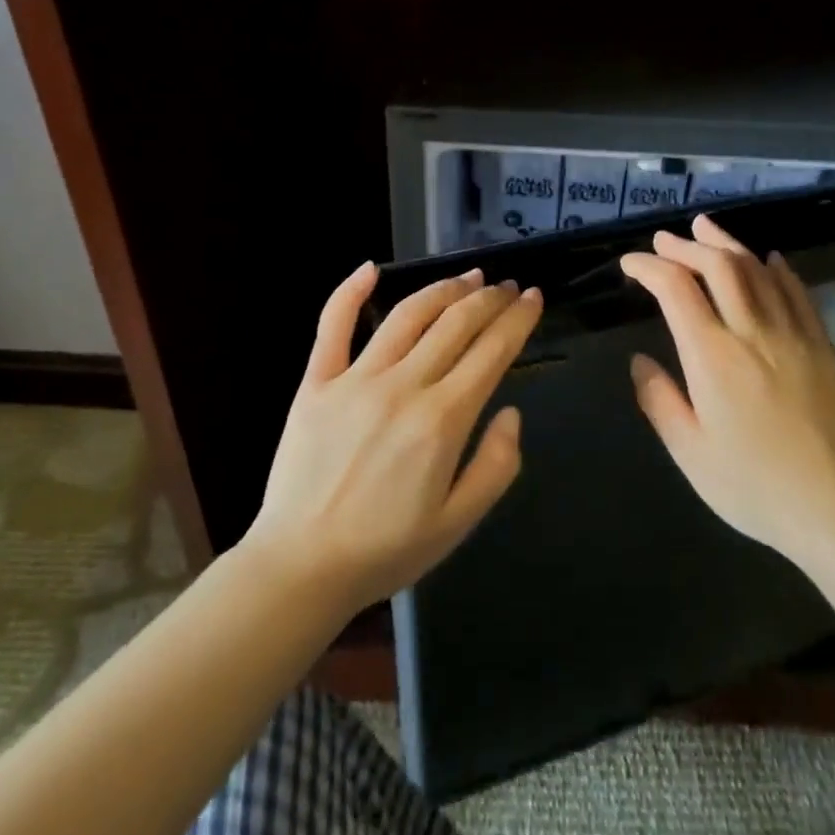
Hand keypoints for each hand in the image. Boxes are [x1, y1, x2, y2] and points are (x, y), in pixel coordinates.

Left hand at [244, 262, 542, 614]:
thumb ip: (496, 465)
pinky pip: (333, 326)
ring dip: (442, 288)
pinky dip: (350, 292)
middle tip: (506, 286)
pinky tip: (370, 268)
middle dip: (488, 298)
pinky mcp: (317, 383)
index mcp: (442, 420)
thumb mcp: (459, 522)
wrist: (301, 566)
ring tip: (467, 276)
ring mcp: (355, 379)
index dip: (518, 319)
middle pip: (455, 324)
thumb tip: (510, 412)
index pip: (491, 352)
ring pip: (407, 316)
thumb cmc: (386, 550)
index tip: (533, 297)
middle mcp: (403, 386)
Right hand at [620, 215, 834, 560]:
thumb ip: (659, 400)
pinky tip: (768, 259)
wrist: (833, 508)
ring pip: (758, 270)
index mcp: (712, 356)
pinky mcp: (821, 347)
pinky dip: (778, 269)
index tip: (630, 264)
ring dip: (727, 244)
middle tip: (665, 239)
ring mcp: (792, 335)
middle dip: (686, 245)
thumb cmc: (751, 485)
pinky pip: (798, 293)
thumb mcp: (689, 451)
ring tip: (706, 229)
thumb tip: (641, 361)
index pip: (675, 289)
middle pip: (718, 266)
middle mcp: (752, 332)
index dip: (648, 267)